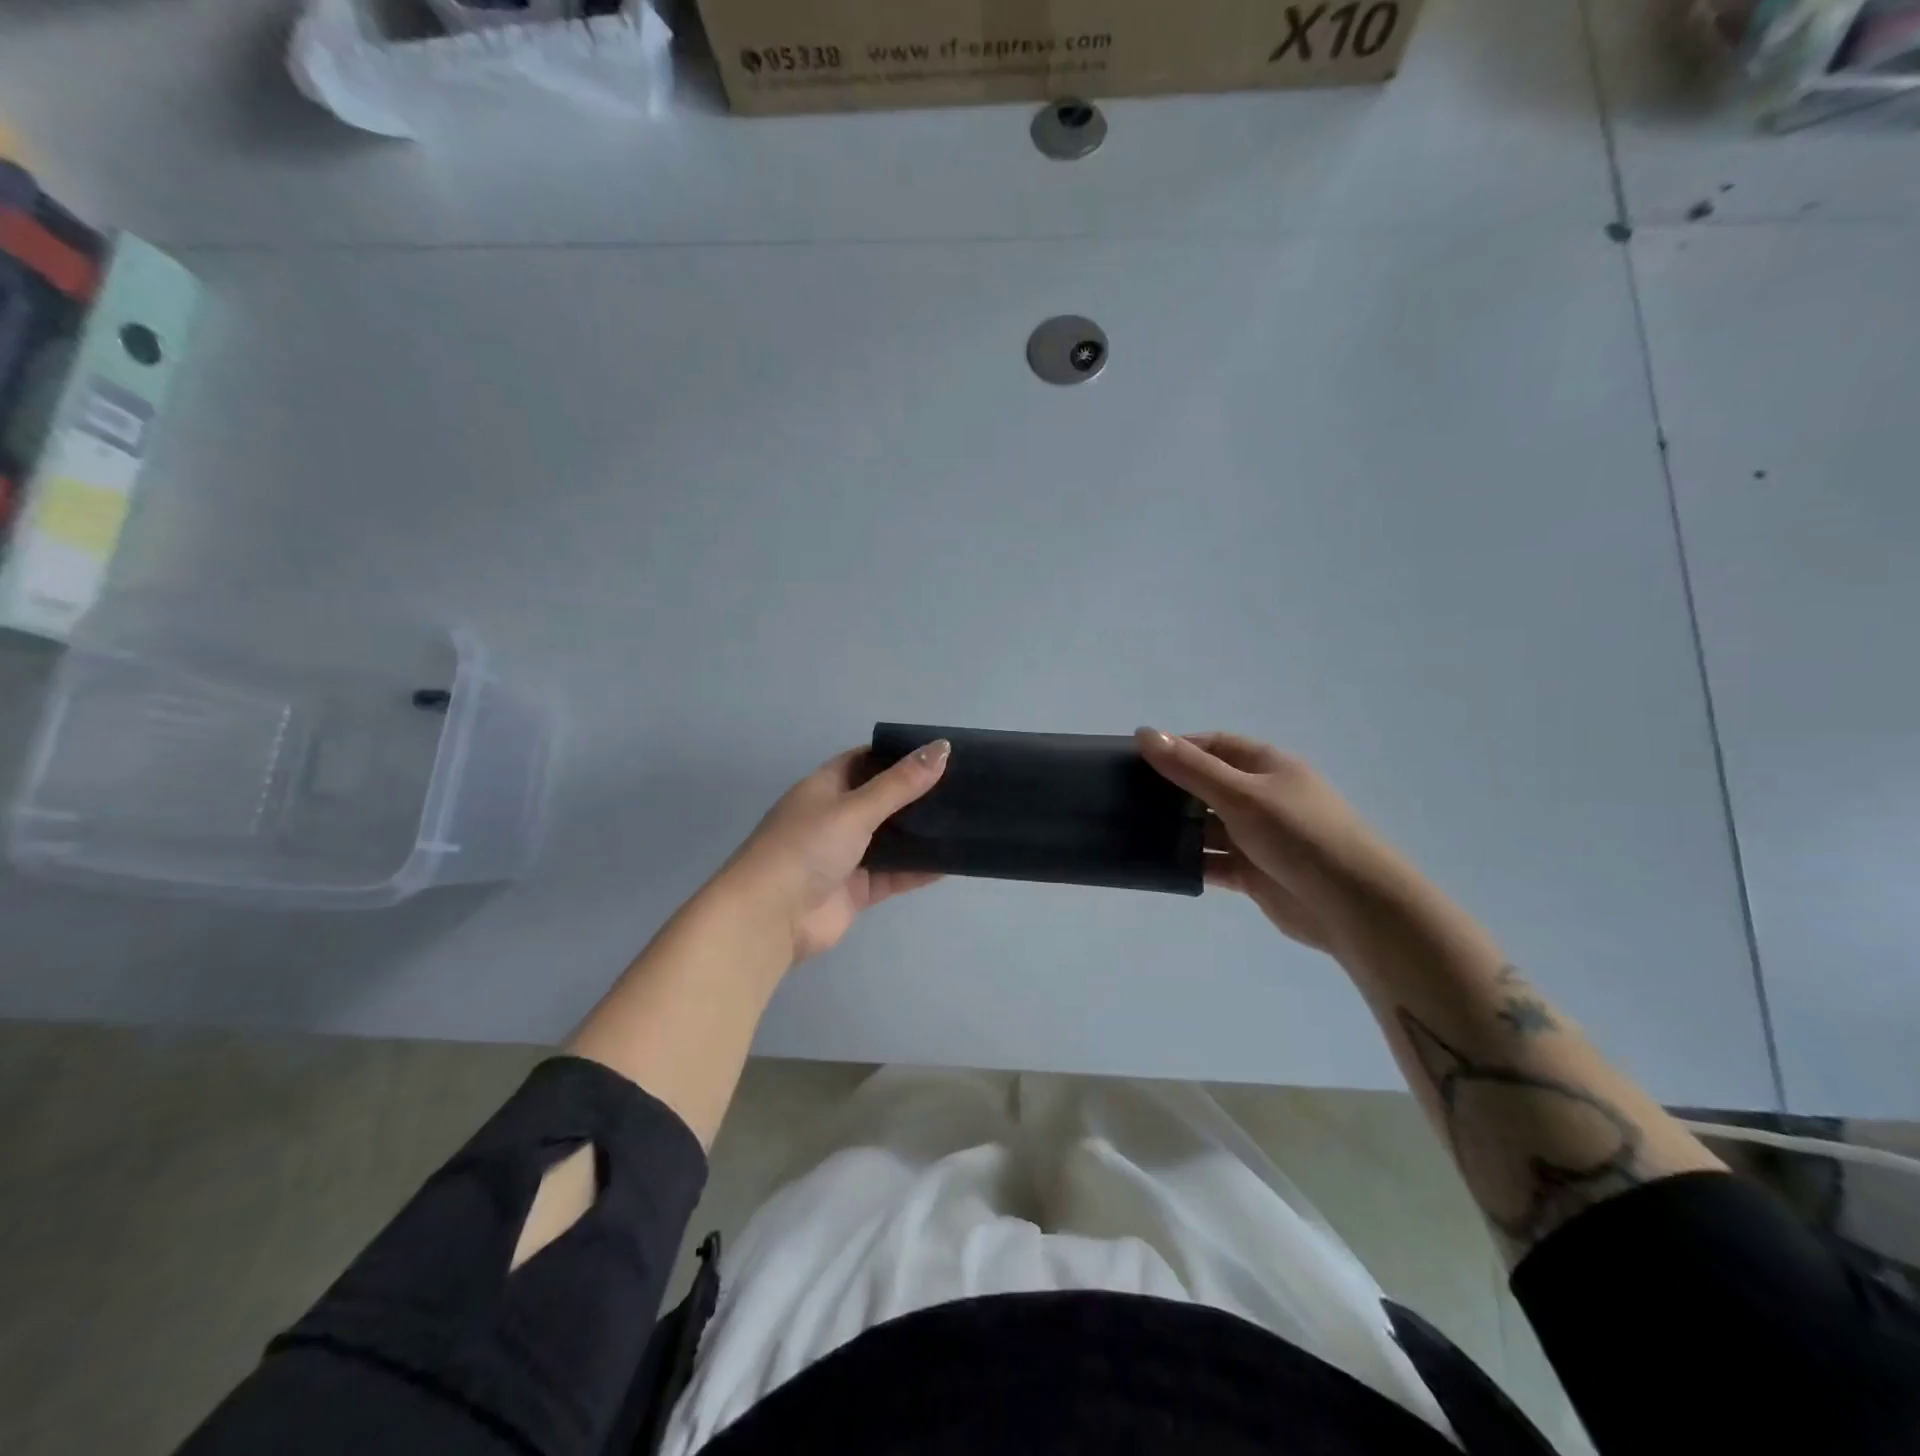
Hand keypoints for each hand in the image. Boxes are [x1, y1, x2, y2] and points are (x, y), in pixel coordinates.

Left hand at [716, 740, 950, 963]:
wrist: (770, 918)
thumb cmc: (806, 848)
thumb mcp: (854, 808)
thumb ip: (900, 783)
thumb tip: (942, 747)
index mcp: (824, 788)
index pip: (863, 761)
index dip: (896, 755)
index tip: (936, 752)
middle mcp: (834, 818)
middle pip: (881, 800)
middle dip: (915, 794)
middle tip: (960, 786)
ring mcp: (845, 855)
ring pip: (890, 839)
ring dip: (919, 832)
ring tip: (963, 819)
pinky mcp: (856, 890)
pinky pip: (894, 874)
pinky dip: (918, 869)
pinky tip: (952, 861)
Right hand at [1136, 729, 1416, 951]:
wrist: (1353, 906)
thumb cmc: (1300, 835)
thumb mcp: (1241, 794)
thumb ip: (1190, 768)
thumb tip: (1144, 733)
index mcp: (1267, 767)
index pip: (1214, 746)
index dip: (1178, 748)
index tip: (1137, 761)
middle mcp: (1262, 797)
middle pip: (1207, 786)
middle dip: (1171, 791)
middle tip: (1125, 797)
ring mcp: (1257, 837)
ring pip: (1207, 827)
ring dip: (1177, 829)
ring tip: (1133, 831)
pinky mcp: (1253, 874)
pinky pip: (1212, 862)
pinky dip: (1190, 863)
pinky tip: (1159, 864)